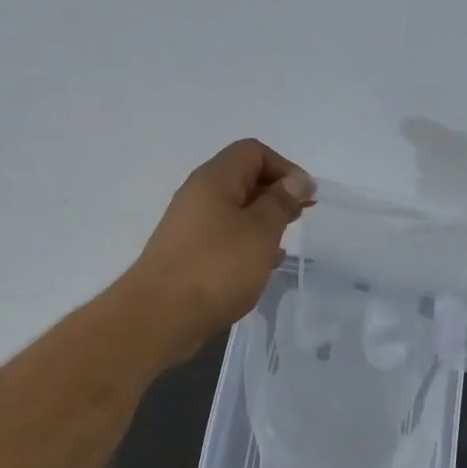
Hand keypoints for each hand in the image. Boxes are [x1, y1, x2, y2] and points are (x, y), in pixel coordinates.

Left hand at [123, 138, 313, 361]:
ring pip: (234, 211)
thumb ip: (281, 202)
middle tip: (301, 216)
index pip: (253, 152)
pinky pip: (223, 238)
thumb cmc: (217, 267)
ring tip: (285, 240)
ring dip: (262, 220)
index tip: (306, 196)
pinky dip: (246, 244)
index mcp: (215, 179)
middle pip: (242, 179)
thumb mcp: (260, 231)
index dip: (284, 168)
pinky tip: (262, 265)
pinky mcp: (188, 255)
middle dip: (276, 193)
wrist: (160, 316)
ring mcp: (190, 227)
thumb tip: (297, 179)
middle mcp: (198, 196)